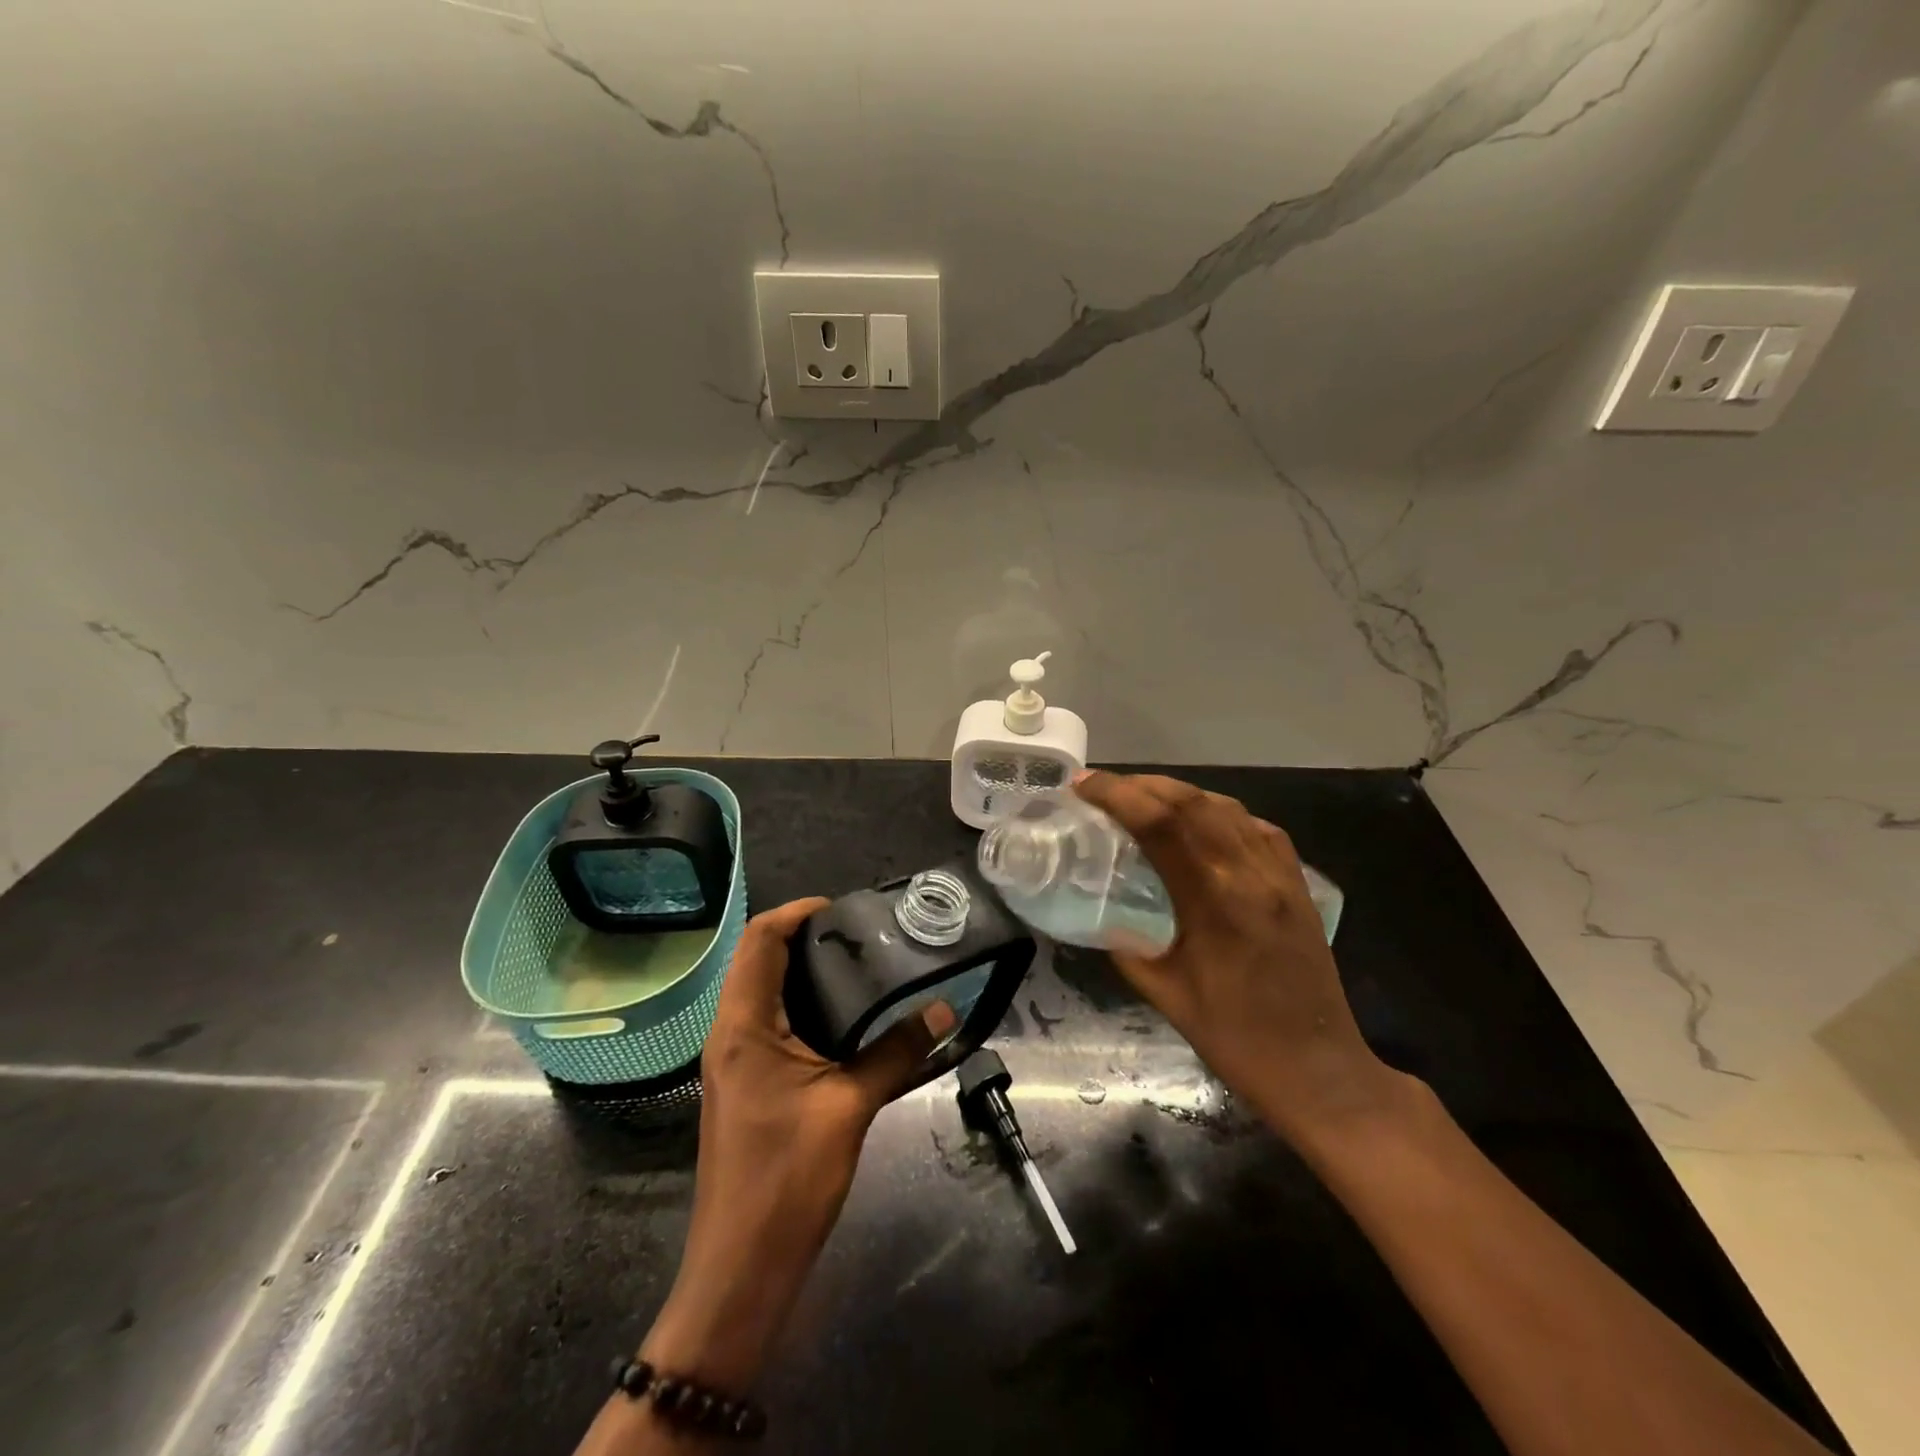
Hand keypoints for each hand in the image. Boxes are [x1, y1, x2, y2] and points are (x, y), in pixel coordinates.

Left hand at [640, 897, 956, 1390]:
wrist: (740, 1270)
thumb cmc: (787, 1180)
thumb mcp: (850, 1107)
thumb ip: (897, 1051)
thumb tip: (946, 1009)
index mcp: (743, 1026)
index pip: (760, 941)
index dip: (796, 912)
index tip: (843, 907)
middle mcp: (730, 1034)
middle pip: (759, 960)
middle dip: (804, 937)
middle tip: (861, 933)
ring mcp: (734, 1061)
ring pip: (763, 992)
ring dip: (803, 971)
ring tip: (859, 964)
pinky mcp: (745, 1084)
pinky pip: (770, 1023)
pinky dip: (802, 1005)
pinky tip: (844, 1018)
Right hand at [1073, 772, 1399, 1143]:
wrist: (1319, 1069)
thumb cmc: (1236, 1039)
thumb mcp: (1165, 995)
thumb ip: (1128, 946)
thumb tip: (1102, 914)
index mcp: (1214, 902)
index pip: (1161, 824)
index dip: (1117, 795)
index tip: (1082, 786)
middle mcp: (1250, 874)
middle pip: (1193, 801)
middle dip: (1141, 785)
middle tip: (1104, 787)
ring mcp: (1280, 875)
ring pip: (1225, 807)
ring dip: (1177, 793)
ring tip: (1142, 798)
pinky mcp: (1297, 883)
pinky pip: (1255, 827)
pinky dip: (1218, 812)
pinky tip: (1200, 823)